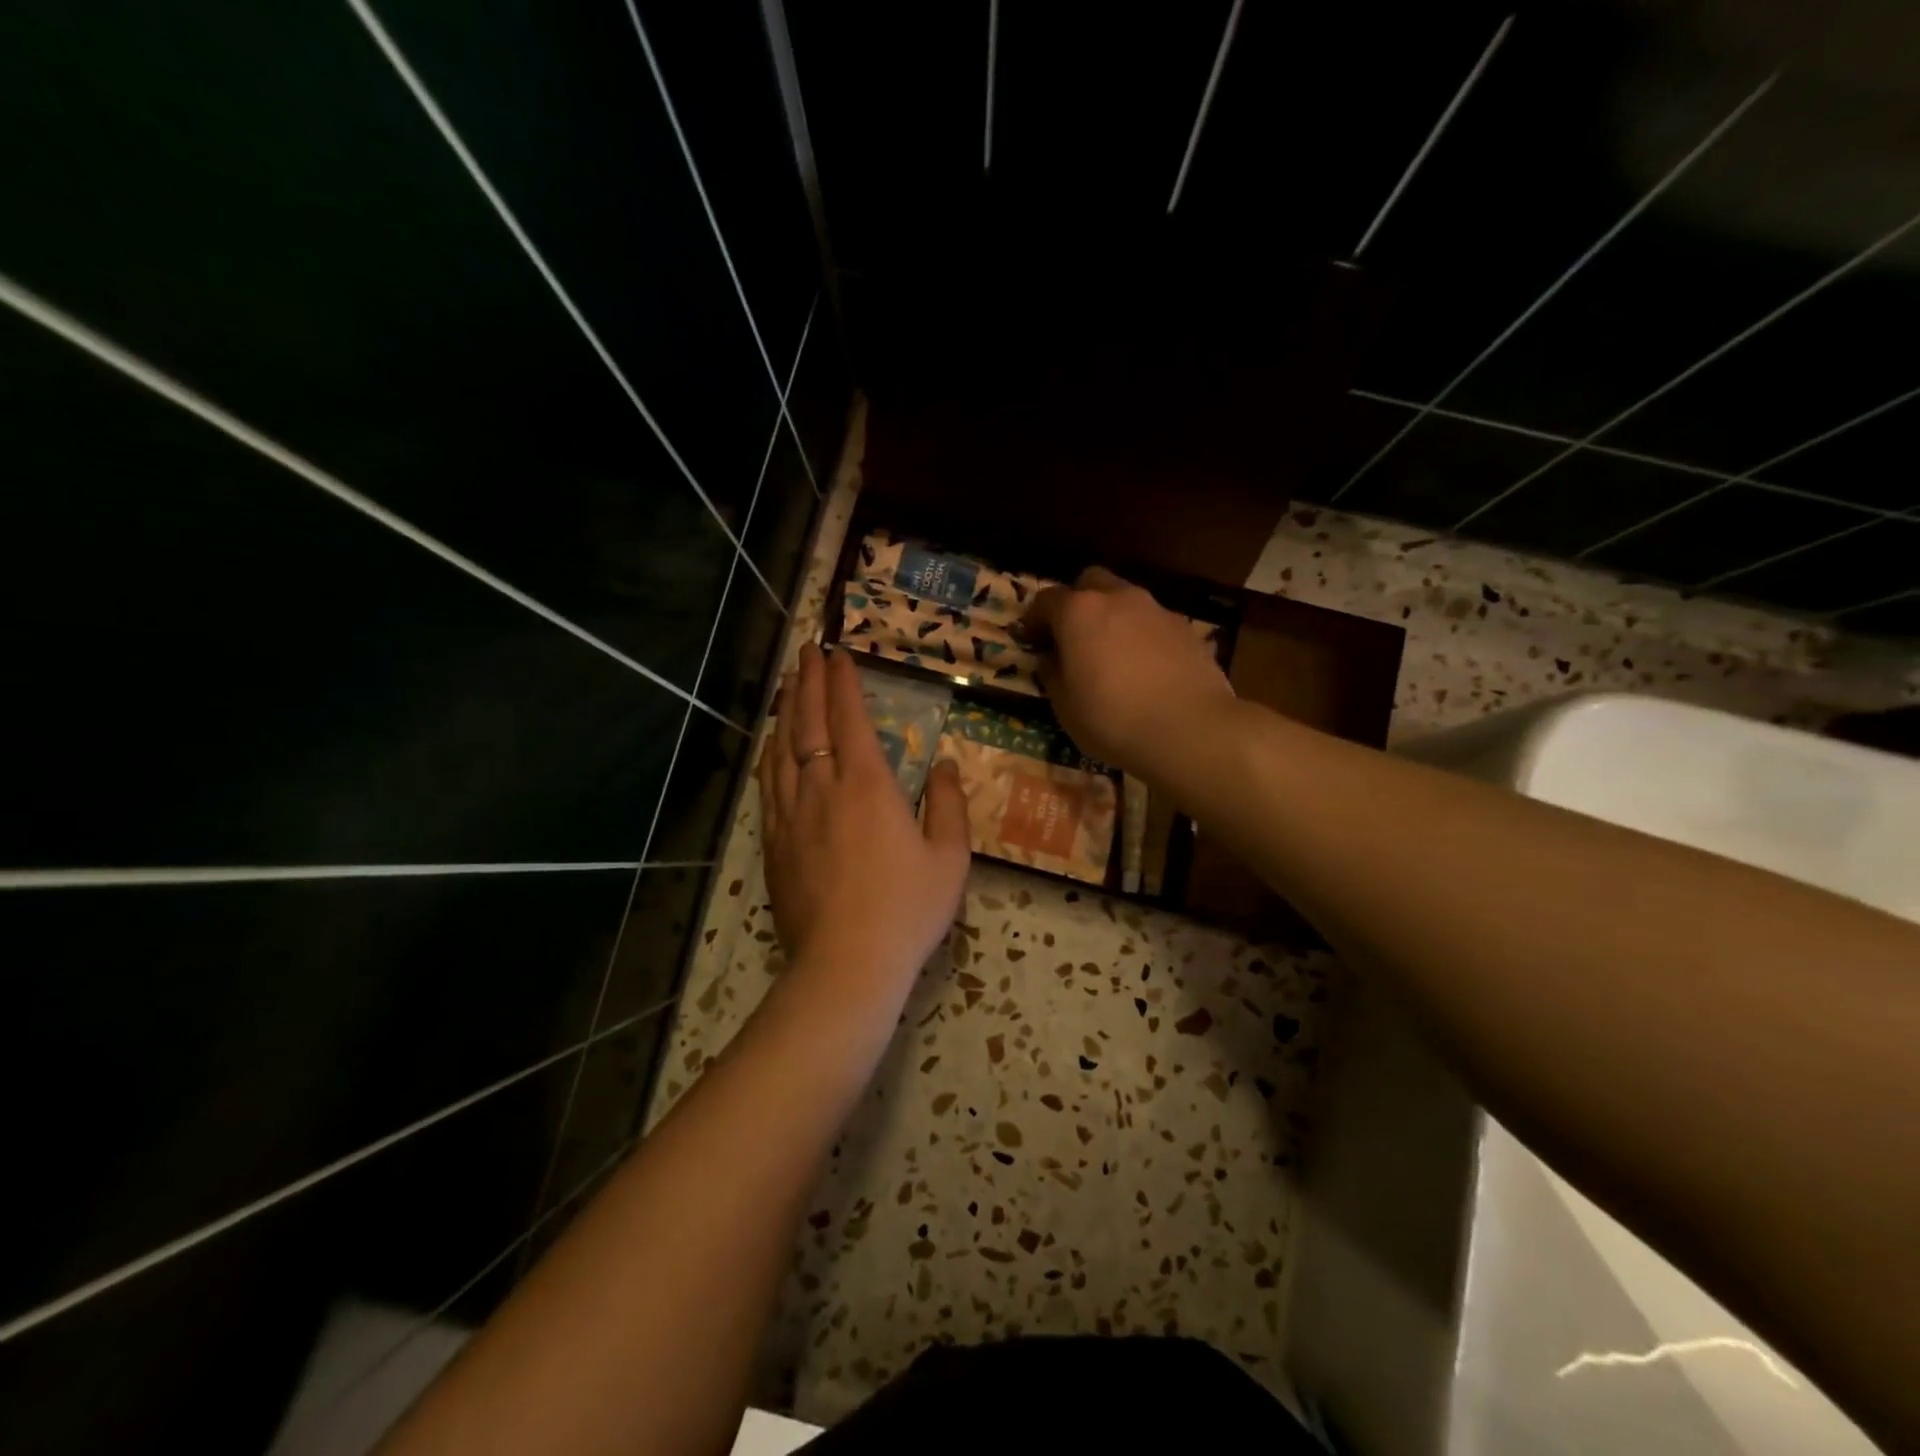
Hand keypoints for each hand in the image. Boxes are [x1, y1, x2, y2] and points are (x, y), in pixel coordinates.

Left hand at [757, 644, 971, 990]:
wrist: (846, 964)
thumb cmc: (906, 909)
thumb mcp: (949, 857)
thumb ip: (947, 804)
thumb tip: (942, 763)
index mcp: (868, 786)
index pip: (849, 719)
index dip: (842, 683)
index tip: (838, 654)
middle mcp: (822, 789)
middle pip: (808, 723)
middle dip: (808, 682)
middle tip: (806, 651)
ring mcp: (791, 815)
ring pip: (782, 749)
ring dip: (786, 711)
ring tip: (787, 684)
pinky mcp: (775, 842)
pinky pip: (769, 784)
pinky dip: (770, 754)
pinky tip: (771, 745)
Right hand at [1022, 566, 1234, 777]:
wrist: (1189, 729)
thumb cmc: (1112, 719)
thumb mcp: (1065, 707)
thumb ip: (1052, 674)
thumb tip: (1051, 659)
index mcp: (1079, 613)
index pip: (1047, 600)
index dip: (1034, 619)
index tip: (1031, 640)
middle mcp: (1118, 599)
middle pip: (1090, 582)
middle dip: (1076, 602)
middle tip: (1072, 635)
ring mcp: (1156, 610)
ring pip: (1125, 599)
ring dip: (1112, 617)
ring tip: (1111, 653)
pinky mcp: (1186, 628)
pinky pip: (1153, 622)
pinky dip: (1141, 635)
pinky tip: (1145, 667)